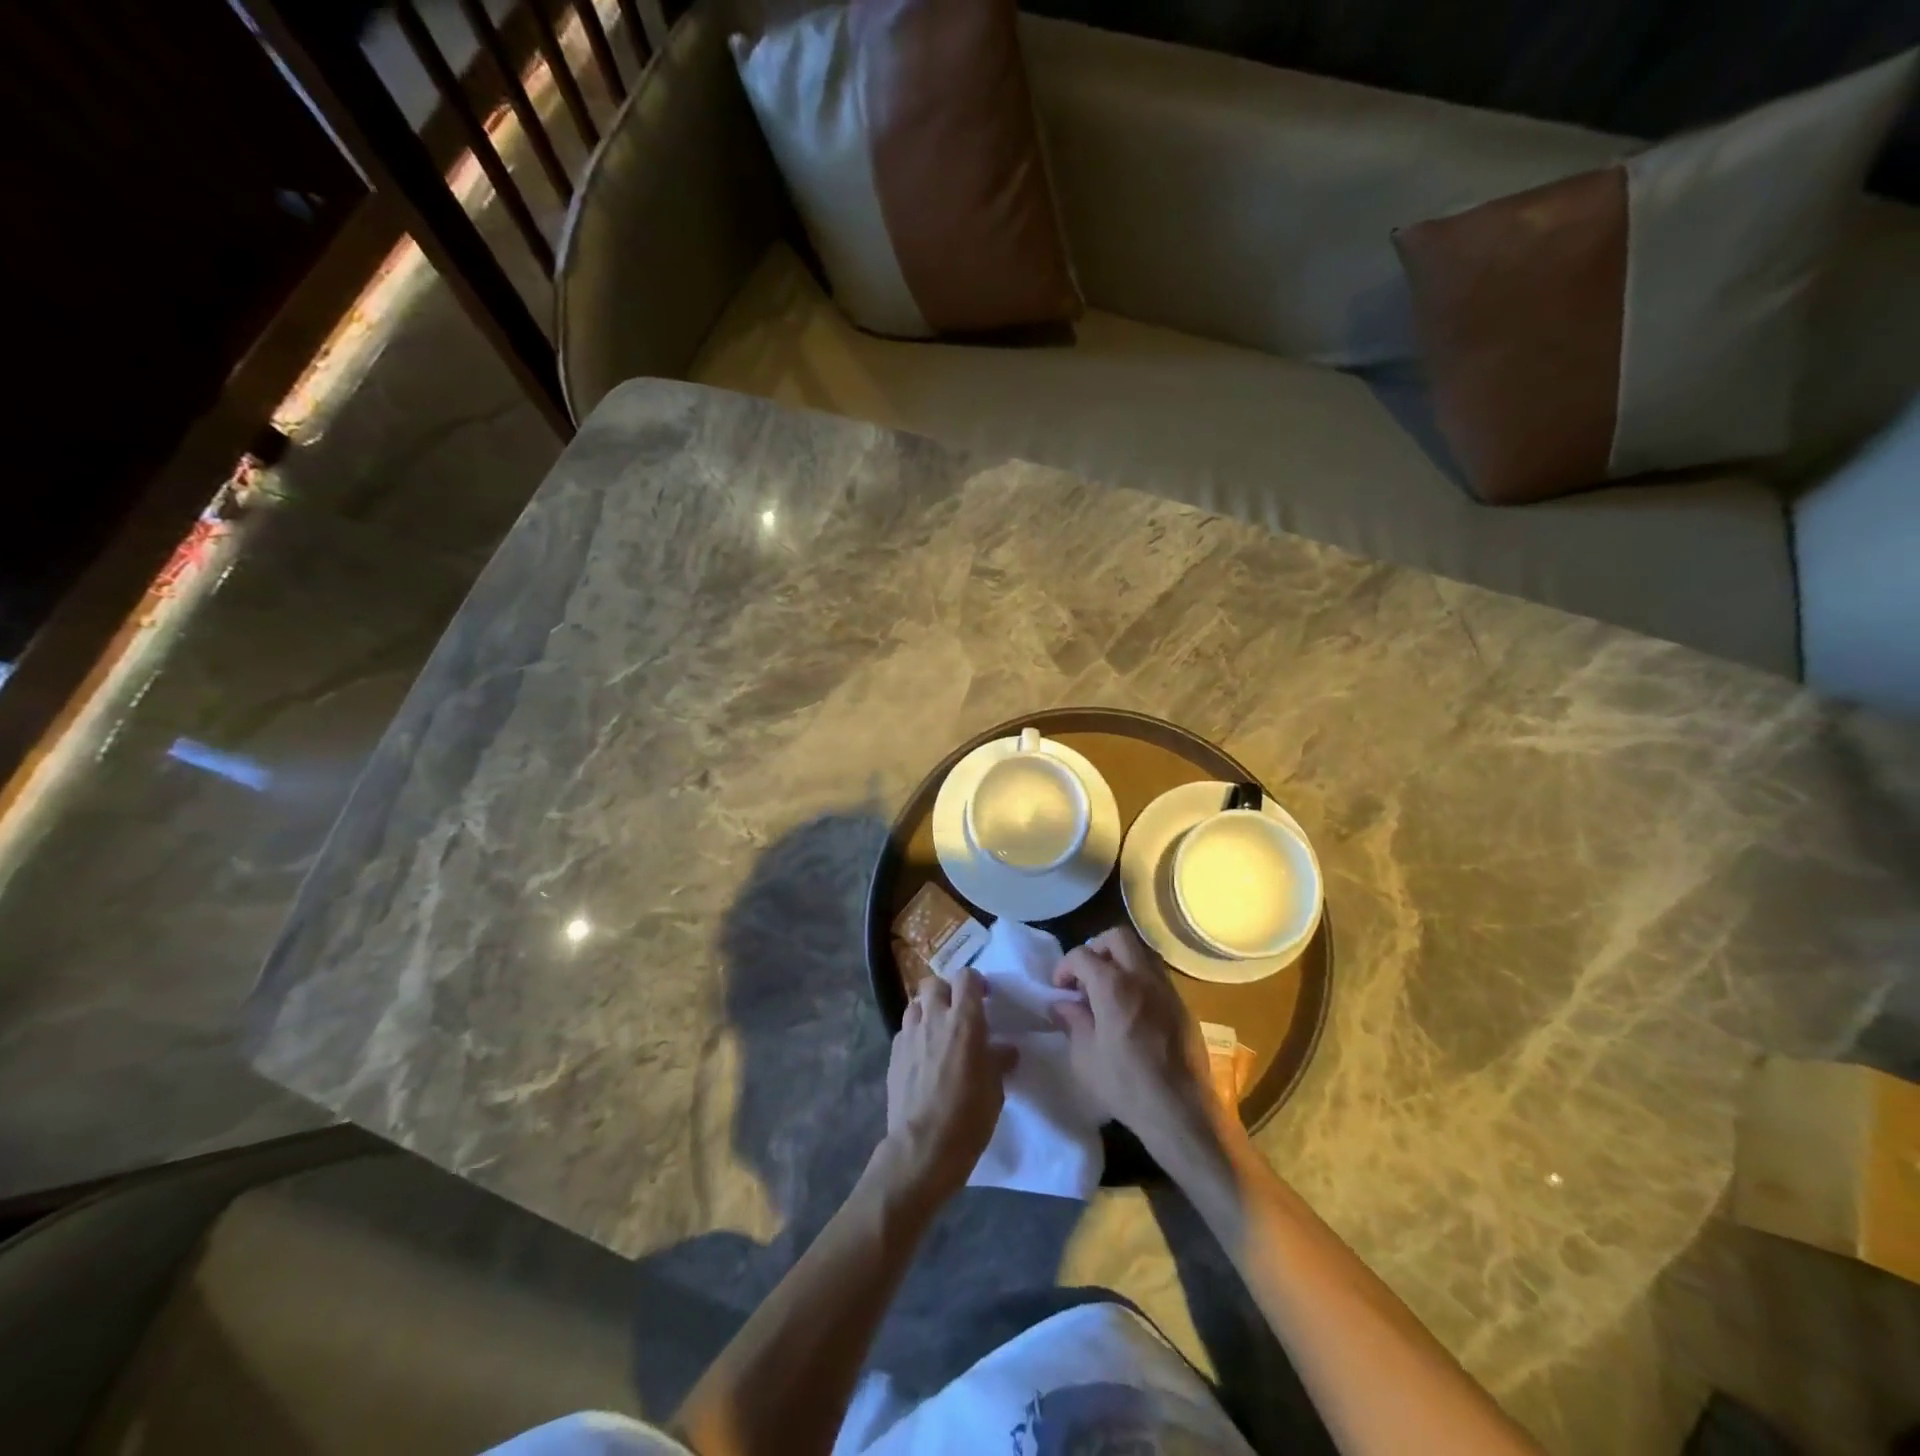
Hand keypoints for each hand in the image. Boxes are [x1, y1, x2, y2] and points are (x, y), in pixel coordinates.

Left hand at [881, 969, 1015, 1202]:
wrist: (922, 1148)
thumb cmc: (968, 1117)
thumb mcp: (995, 1089)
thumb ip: (998, 1060)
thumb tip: (1005, 1049)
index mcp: (964, 1021)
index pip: (966, 977)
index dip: (975, 982)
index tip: (984, 997)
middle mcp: (934, 1018)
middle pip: (933, 983)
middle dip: (946, 991)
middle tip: (957, 1012)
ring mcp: (909, 1034)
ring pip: (915, 1004)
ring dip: (927, 1011)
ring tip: (937, 1032)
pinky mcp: (892, 1054)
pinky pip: (904, 1031)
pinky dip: (914, 1034)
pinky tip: (922, 1056)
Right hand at [1051, 927, 1225, 1158]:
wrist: (1181, 1112)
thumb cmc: (1126, 1086)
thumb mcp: (1085, 1058)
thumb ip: (1073, 1021)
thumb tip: (1062, 1004)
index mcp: (1113, 986)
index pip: (1082, 954)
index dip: (1065, 967)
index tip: (1060, 988)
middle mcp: (1141, 977)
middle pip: (1117, 937)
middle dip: (1096, 948)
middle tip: (1086, 976)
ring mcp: (1166, 988)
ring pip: (1141, 952)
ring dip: (1120, 960)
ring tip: (1108, 989)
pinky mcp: (1182, 1004)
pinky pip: (1156, 975)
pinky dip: (1139, 979)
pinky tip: (1132, 1008)